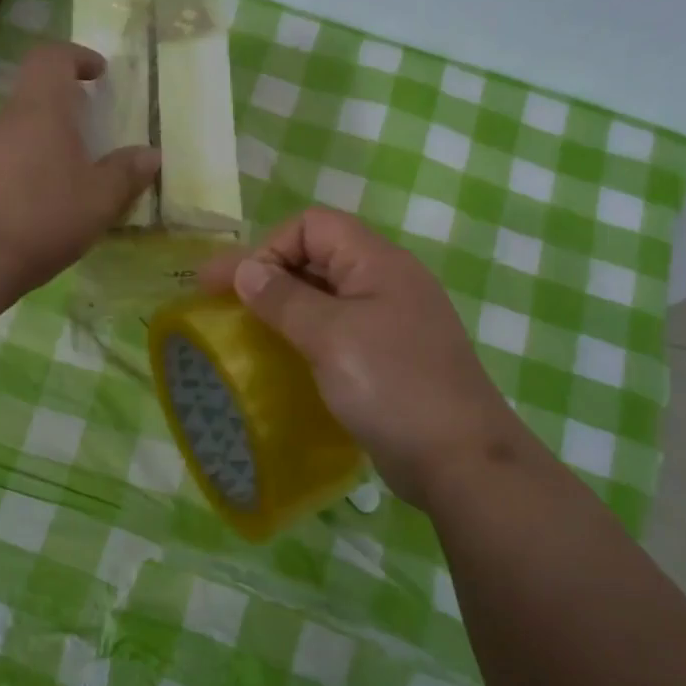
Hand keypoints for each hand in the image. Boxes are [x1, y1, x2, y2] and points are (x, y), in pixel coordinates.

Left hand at [0, 43, 158, 300]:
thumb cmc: (41, 215)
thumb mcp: (98, 200)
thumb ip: (125, 174)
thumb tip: (150, 155)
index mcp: (42, 109)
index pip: (52, 58)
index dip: (76, 57)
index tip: (99, 73)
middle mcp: (7, 120)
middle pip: (35, 96)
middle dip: (66, 107)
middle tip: (93, 132)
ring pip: (20, 131)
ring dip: (47, 143)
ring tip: (74, 176)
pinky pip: (5, 162)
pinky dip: (28, 171)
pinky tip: (44, 206)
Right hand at [200, 207, 533, 507]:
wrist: (460, 460)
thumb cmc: (392, 386)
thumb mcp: (330, 336)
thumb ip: (283, 298)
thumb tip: (245, 270)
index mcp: (378, 261)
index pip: (312, 225)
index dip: (269, 247)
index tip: (237, 286)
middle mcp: (386, 281)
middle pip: (318, 255)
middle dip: (269, 274)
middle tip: (225, 305)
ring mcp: (391, 320)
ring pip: (326, 295)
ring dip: (285, 306)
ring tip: (248, 331)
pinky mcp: (389, 356)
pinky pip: (338, 329)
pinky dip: (306, 334)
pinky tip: (285, 359)